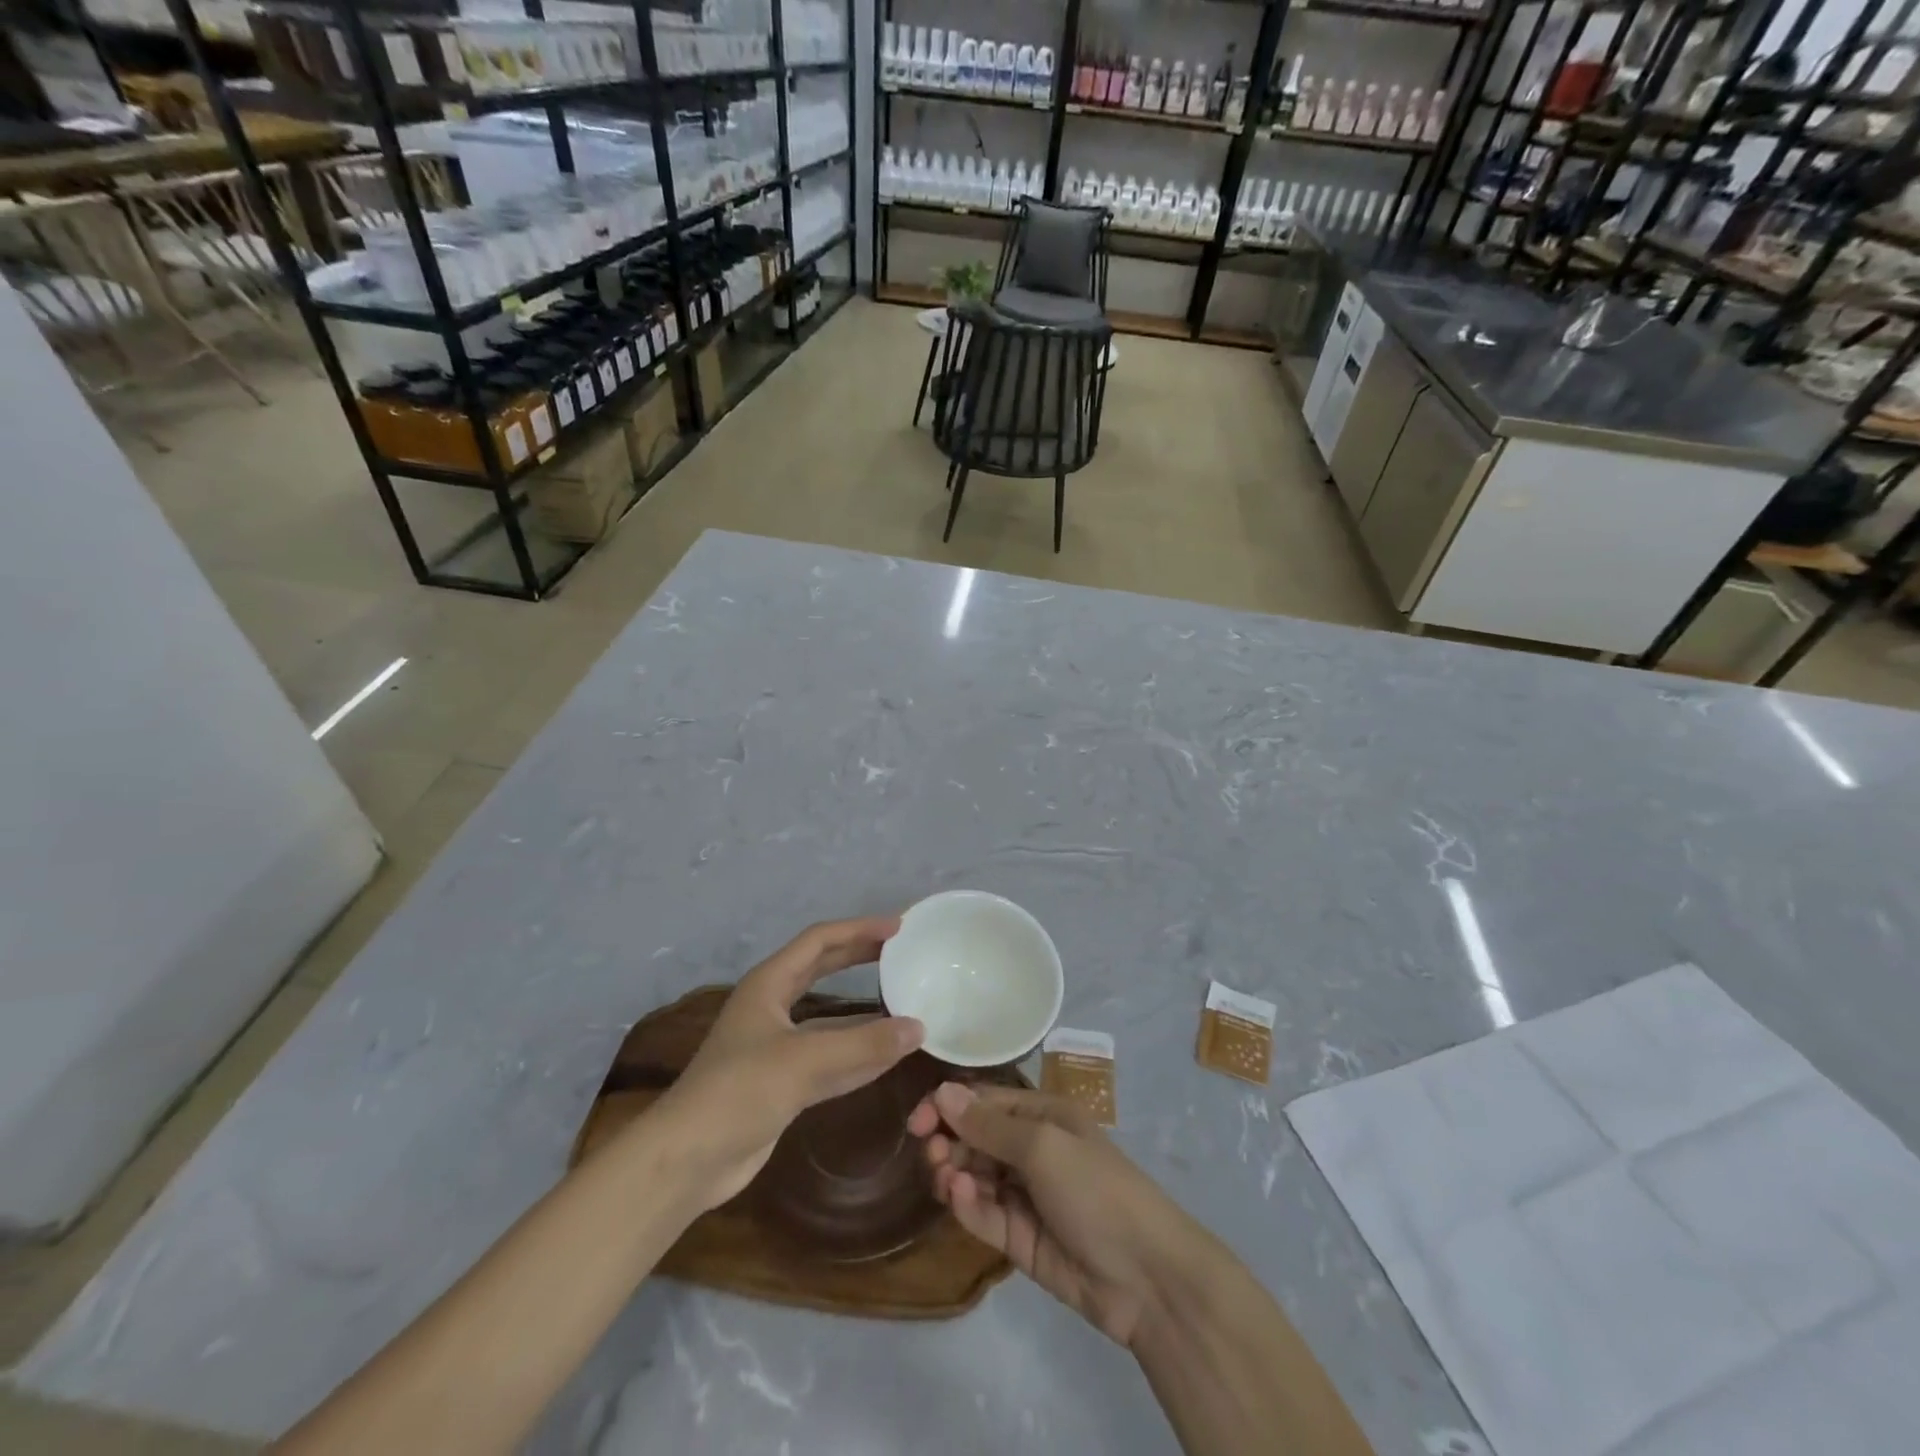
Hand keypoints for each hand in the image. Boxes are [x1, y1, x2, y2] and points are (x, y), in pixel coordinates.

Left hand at [656, 917, 923, 1210]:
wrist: (688, 1160)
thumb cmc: (740, 1091)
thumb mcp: (805, 1060)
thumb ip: (864, 1044)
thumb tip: (919, 1028)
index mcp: (769, 984)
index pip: (820, 941)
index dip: (859, 929)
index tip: (898, 927)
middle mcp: (773, 1006)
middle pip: (823, 970)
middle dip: (861, 958)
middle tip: (902, 951)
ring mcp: (778, 1046)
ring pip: (830, 1017)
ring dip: (865, 1009)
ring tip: (905, 999)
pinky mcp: (784, 1082)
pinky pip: (831, 1057)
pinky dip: (859, 1052)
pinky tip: (890, 1054)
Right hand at [907, 1082, 1212, 1350]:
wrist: (1145, 1277)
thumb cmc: (1096, 1189)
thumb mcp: (1043, 1146)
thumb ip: (989, 1125)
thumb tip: (943, 1091)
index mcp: (1042, 1116)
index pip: (985, 1102)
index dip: (949, 1107)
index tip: (917, 1121)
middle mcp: (1031, 1150)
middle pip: (975, 1139)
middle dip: (948, 1142)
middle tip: (931, 1155)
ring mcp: (1024, 1196)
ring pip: (973, 1177)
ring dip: (953, 1173)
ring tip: (944, 1179)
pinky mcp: (1018, 1239)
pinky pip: (982, 1214)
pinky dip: (966, 1205)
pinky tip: (959, 1199)